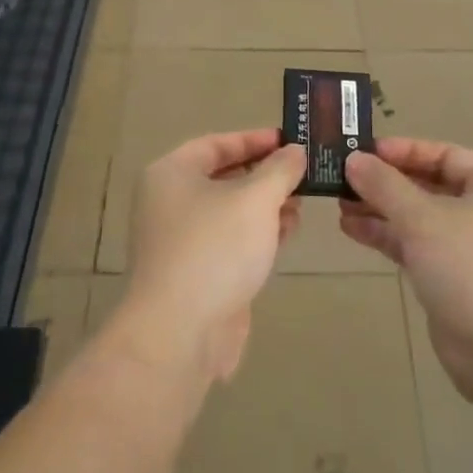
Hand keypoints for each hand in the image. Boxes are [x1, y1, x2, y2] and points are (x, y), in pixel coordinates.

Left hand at [108, 129, 304, 385]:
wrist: (181, 331)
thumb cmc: (215, 248)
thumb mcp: (256, 199)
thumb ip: (279, 170)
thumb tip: (294, 151)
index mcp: (172, 174)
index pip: (216, 144)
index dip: (255, 140)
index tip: (291, 140)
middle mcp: (170, 203)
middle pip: (223, 178)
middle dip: (265, 176)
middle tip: (303, 174)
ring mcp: (181, 241)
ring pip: (230, 212)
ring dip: (266, 206)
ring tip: (301, 204)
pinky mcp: (196, 273)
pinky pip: (231, 242)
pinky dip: (257, 234)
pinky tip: (287, 233)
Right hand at [340, 138, 472, 403]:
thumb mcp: (423, 219)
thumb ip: (385, 186)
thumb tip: (355, 159)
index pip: (444, 155)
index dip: (404, 151)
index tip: (364, 152)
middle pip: (429, 187)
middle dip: (386, 183)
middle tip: (343, 178)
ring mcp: (471, 250)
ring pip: (420, 220)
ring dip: (381, 211)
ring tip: (340, 204)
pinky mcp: (455, 281)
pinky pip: (417, 248)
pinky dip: (388, 238)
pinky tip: (353, 231)